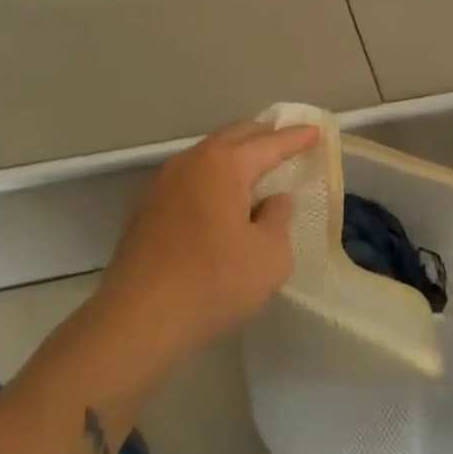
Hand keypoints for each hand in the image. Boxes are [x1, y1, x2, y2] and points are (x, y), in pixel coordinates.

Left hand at [93, 119, 319, 371]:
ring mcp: (163, 184)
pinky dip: (213, 179)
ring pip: (208, 156)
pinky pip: (191, 179)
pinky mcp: (146, 210)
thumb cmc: (213, 284)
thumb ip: (278, 220)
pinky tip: (220, 199)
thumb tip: (272, 201)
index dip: (296, 138)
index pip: (270, 144)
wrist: (136, 322)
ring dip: (235, 156)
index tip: (316, 131)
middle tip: (287, 140)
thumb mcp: (269, 257)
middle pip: (235, 137)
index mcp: (225, 165)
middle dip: (263, 136)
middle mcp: (192, 162)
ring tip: (256, 168)